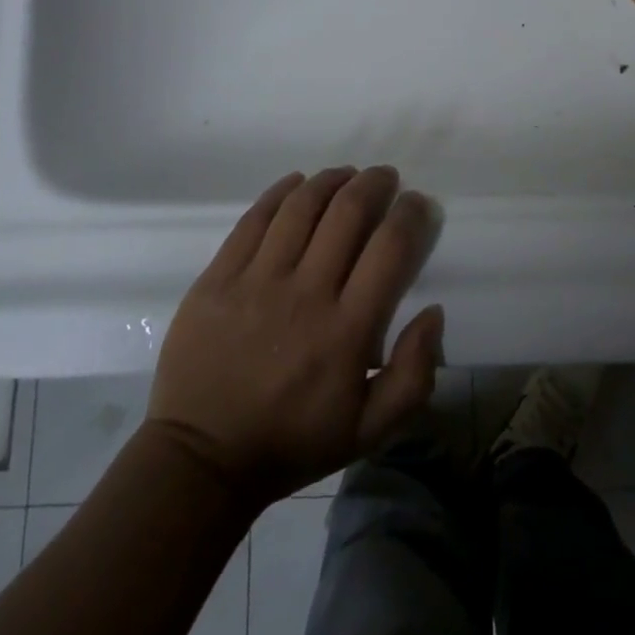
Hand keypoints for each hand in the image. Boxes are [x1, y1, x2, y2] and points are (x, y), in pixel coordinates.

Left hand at [144, 167, 442, 509]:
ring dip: (332, 180)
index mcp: (347, 330)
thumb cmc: (292, 442)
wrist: (201, 459)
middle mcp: (305, 293)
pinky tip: (298, 183)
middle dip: (375, 184)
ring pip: (302, 206)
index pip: (390, 248)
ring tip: (346, 175)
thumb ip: (415, 375)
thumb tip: (433, 311)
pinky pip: (254, 218)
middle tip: (386, 177)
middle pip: (348, 212)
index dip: (411, 214)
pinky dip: (282, 192)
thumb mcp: (369, 430)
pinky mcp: (217, 277)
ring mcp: (256, 281)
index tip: (418, 203)